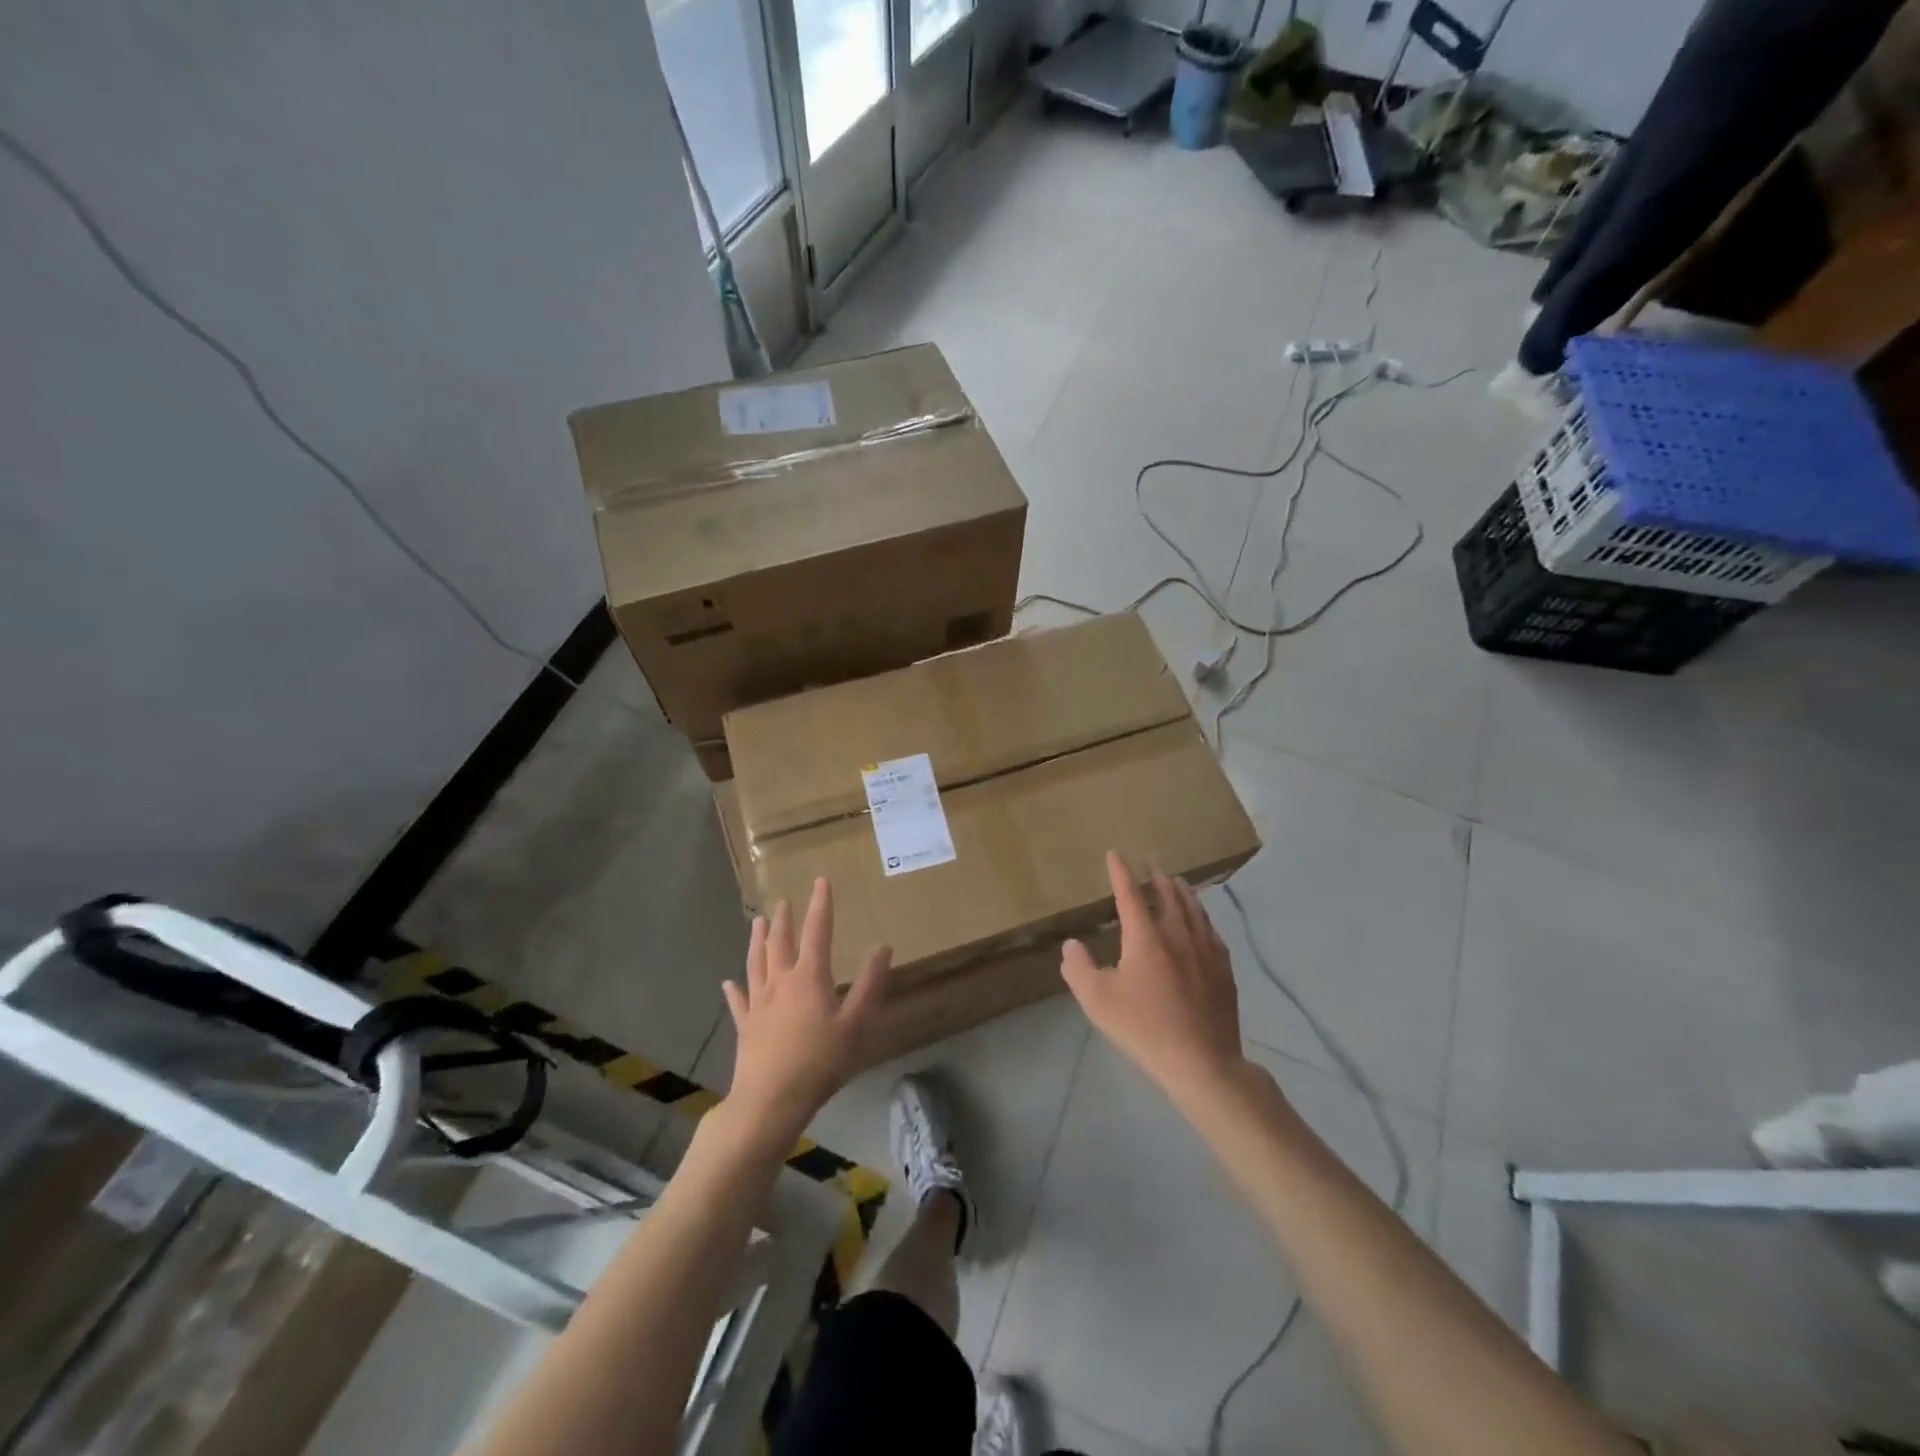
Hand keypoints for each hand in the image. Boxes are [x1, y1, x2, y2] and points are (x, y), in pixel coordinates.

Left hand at [722, 878, 890, 1148]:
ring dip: (757, 940)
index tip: (820, 881)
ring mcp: (758, 1004)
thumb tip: (882, 946)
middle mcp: (780, 982)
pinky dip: (734, 989)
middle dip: (784, 919)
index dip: (820, 905)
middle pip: (781, 943)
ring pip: (756, 963)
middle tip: (783, 901)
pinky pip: (738, 1002)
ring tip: (756, 921)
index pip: (817, 931)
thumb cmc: (819, 1062)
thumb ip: (870, 985)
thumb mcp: (855, 1024)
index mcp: (809, 977)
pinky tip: (728, 982)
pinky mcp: (745, 1027)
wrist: (770, 1101)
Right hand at [1061, 851, 1247, 1099]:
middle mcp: (1178, 934)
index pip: (1130, 894)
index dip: (1120, 872)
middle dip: (1157, 878)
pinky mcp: (1224, 969)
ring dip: (1182, 892)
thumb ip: (1078, 968)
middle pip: (1169, 895)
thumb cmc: (1144, 1029)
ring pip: (1194, 909)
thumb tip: (1071, 945)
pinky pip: (1212, 931)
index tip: (1115, 854)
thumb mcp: (1097, 1001)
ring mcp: (1206, 950)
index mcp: (1146, 938)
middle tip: (1150, 868)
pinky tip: (1202, 922)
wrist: (1202, 1062)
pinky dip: (1202, 916)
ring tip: (1177, 883)